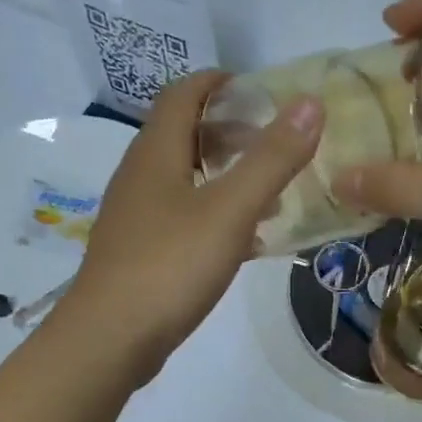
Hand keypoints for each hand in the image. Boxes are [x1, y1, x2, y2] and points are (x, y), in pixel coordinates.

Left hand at [55, 70, 323, 382]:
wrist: (110, 338)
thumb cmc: (171, 265)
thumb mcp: (230, 210)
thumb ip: (272, 159)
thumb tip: (310, 104)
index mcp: (156, 152)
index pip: (183, 93)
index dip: (220, 83)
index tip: (261, 91)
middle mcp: (139, 175)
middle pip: (182, 134)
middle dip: (229, 131)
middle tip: (273, 144)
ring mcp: (135, 216)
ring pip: (183, 178)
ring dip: (223, 175)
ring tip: (268, 193)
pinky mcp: (139, 251)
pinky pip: (180, 216)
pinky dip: (213, 213)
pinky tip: (242, 241)